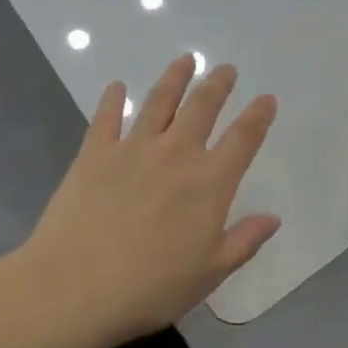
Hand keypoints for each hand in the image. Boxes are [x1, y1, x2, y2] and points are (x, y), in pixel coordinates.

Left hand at [16, 54, 280, 347]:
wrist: (74, 288)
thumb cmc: (151, 287)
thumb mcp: (210, 273)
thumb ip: (244, 241)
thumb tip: (273, 218)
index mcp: (210, 182)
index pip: (243, 138)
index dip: (258, 116)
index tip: (267, 99)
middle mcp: (176, 154)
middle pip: (202, 108)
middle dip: (217, 84)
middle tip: (226, 68)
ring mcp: (133, 149)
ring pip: (159, 102)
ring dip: (175, 78)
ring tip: (185, 60)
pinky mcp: (94, 154)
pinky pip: (106, 118)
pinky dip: (113, 99)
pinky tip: (116, 86)